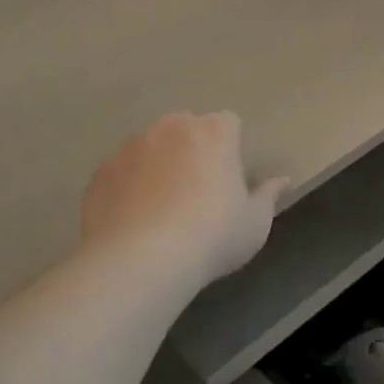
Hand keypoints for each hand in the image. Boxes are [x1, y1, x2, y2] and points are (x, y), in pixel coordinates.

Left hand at [80, 112, 287, 286]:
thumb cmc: (212, 236)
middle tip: (196, 194)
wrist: (141, 260)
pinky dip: (127, 188)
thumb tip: (282, 180)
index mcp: (214, 132)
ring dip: (157, 167)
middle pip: (186, 130)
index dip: (230, 147)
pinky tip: (132, 222)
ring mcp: (130, 146)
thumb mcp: (255, 224)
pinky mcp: (101, 172)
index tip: (229, 178)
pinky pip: (121, 173)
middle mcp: (170, 127)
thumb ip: (268, 196)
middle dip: (192, 151)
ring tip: (160, 211)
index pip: (228, 123)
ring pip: (150, 148)